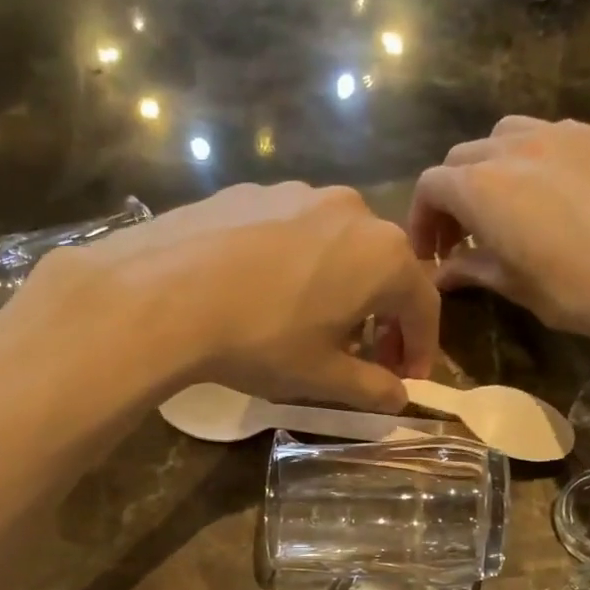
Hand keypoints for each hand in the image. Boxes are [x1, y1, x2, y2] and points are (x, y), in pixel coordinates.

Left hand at [24, 183, 439, 409]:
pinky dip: (298, 265)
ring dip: (342, 287)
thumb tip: (399, 398)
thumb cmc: (261, 339)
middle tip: (366, 357)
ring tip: (313, 325)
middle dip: (383, 318)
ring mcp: (299, 193)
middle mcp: (352, 211)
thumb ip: (371, 389)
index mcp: (383, 255)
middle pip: (384, 270)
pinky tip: (266, 293)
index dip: (421, 348)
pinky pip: (293, 232)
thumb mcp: (321, 377)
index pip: (424, 305)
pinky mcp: (252, 191)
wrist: (164, 293)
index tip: (407, 380)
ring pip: (338, 247)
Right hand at [408, 117, 589, 363]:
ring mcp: (565, 134)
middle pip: (464, 157)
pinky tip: (556, 196)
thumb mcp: (514, 285)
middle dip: (454, 193)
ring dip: (493, 167)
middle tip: (463, 234)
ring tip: (507, 205)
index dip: (423, 219)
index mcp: (483, 186)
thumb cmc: (576, 289)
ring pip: (508, 135)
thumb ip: (472, 268)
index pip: (432, 185)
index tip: (432, 253)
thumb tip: (443, 272)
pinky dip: (537, 161)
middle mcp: (516, 147)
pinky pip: (555, 137)